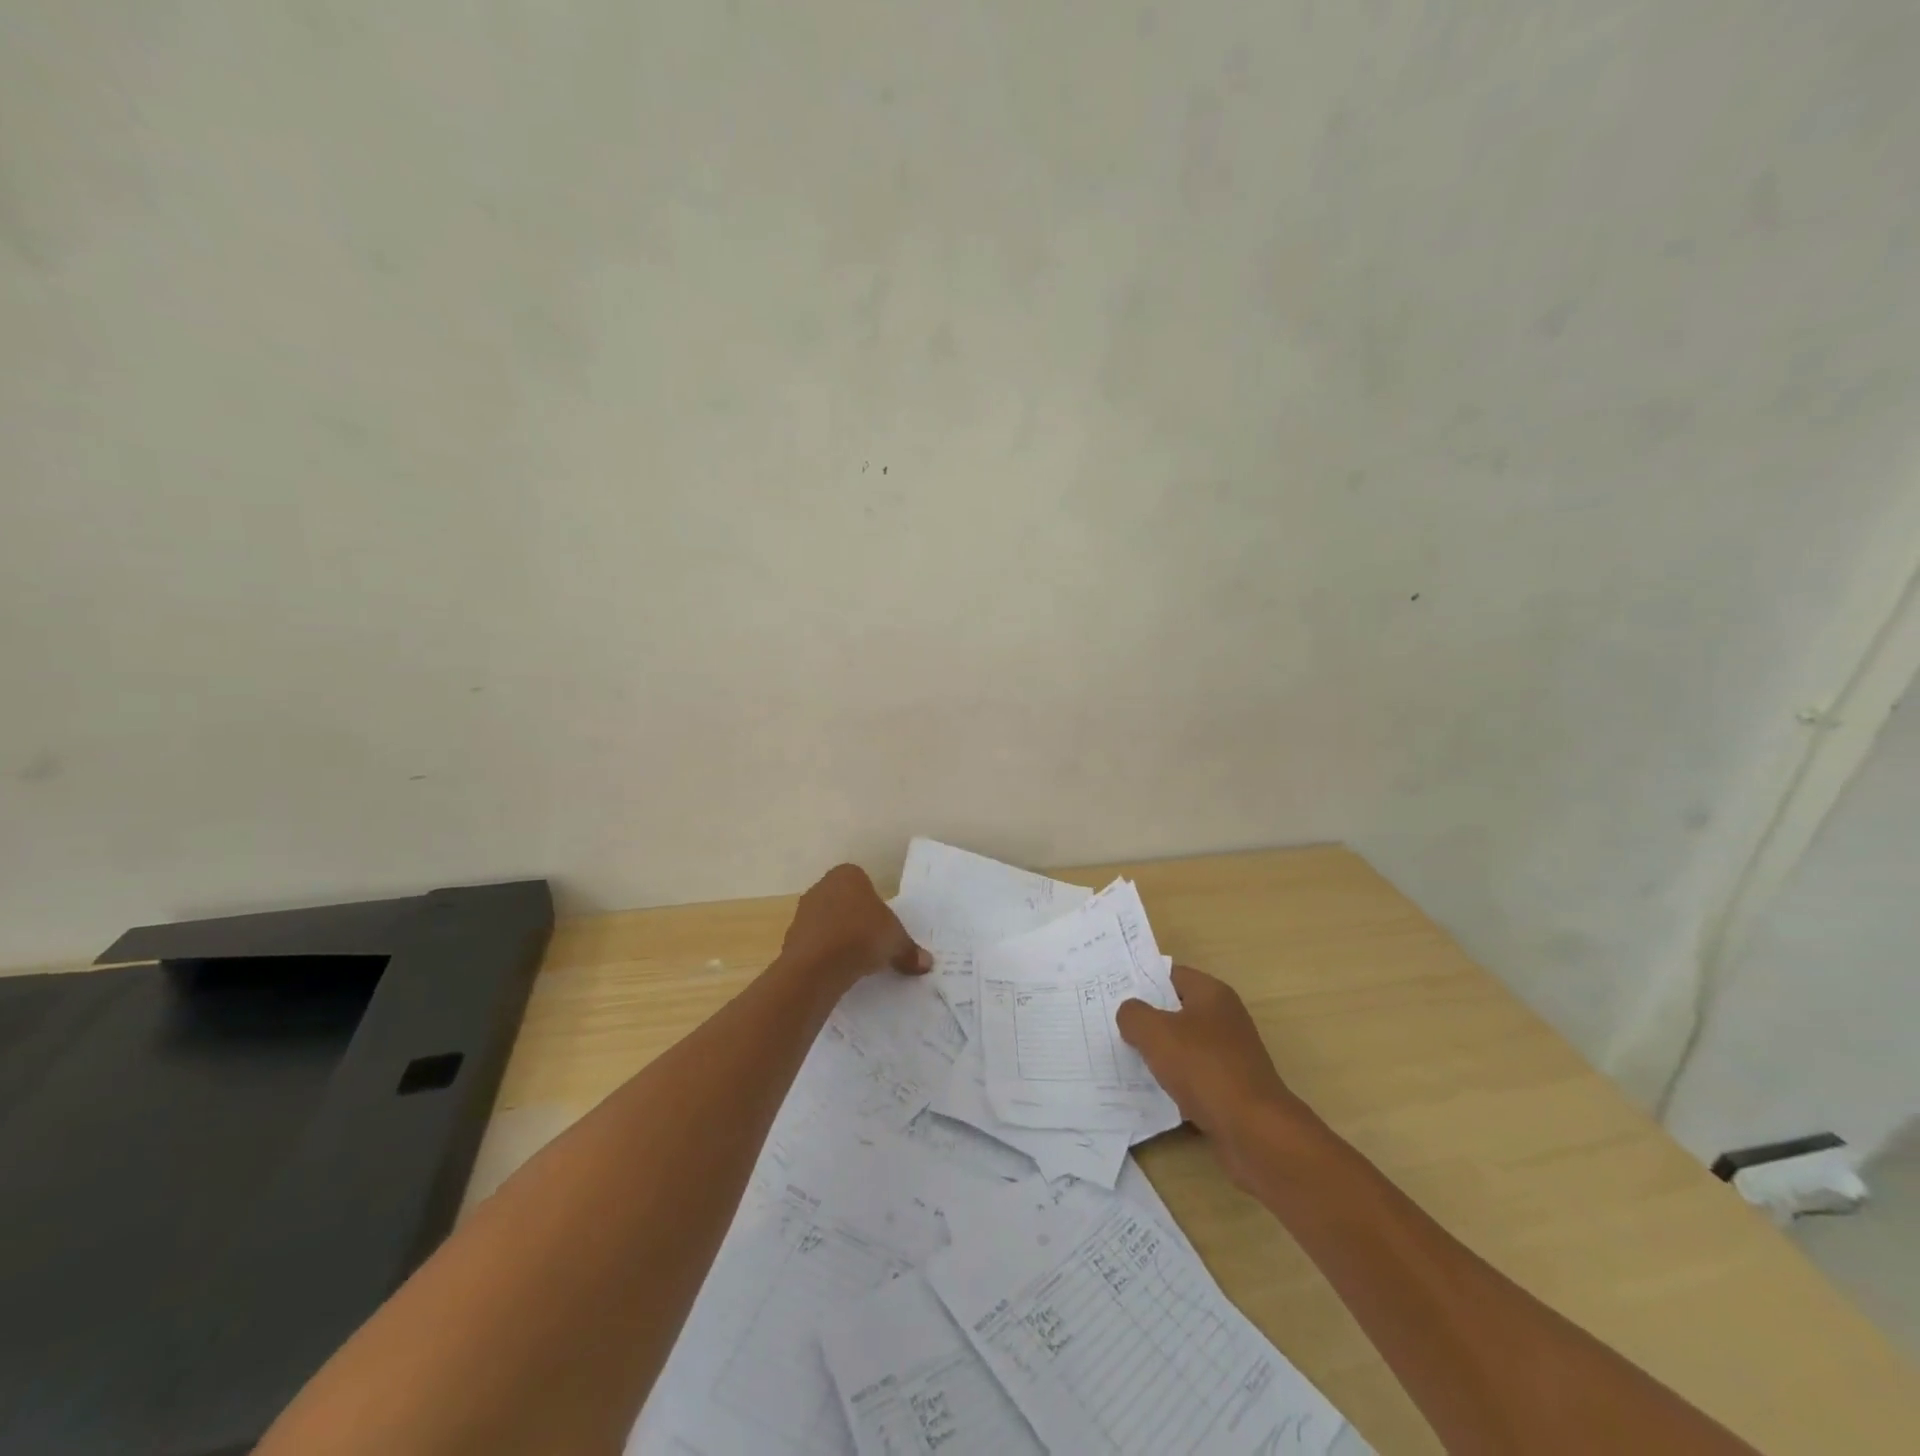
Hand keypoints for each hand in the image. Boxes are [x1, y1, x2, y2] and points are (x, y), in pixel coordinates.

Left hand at [778, 864, 929, 993]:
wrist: (817, 965)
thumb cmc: (862, 936)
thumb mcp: (896, 941)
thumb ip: (910, 950)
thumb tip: (926, 963)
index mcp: (847, 874)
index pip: (864, 883)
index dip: (875, 904)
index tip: (883, 925)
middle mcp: (822, 886)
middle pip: (844, 902)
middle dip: (856, 919)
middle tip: (873, 942)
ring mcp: (803, 912)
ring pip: (828, 922)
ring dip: (839, 937)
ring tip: (856, 960)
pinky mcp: (790, 938)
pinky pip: (815, 943)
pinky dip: (825, 954)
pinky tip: (837, 970)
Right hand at [1117, 965, 1312, 1184]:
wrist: (1254, 1131)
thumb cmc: (1204, 1068)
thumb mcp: (1155, 1033)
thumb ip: (1133, 1015)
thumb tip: (1130, 1014)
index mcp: (1212, 994)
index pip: (1171, 975)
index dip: (1142, 981)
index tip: (1114, 993)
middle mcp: (1225, 1018)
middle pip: (1176, 1010)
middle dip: (1147, 1019)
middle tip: (1113, 1025)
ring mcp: (1230, 1055)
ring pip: (1183, 1045)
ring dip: (1159, 1053)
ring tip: (1125, 1059)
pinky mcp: (1231, 1087)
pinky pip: (1193, 1075)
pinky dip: (1174, 1081)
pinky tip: (1151, 1090)